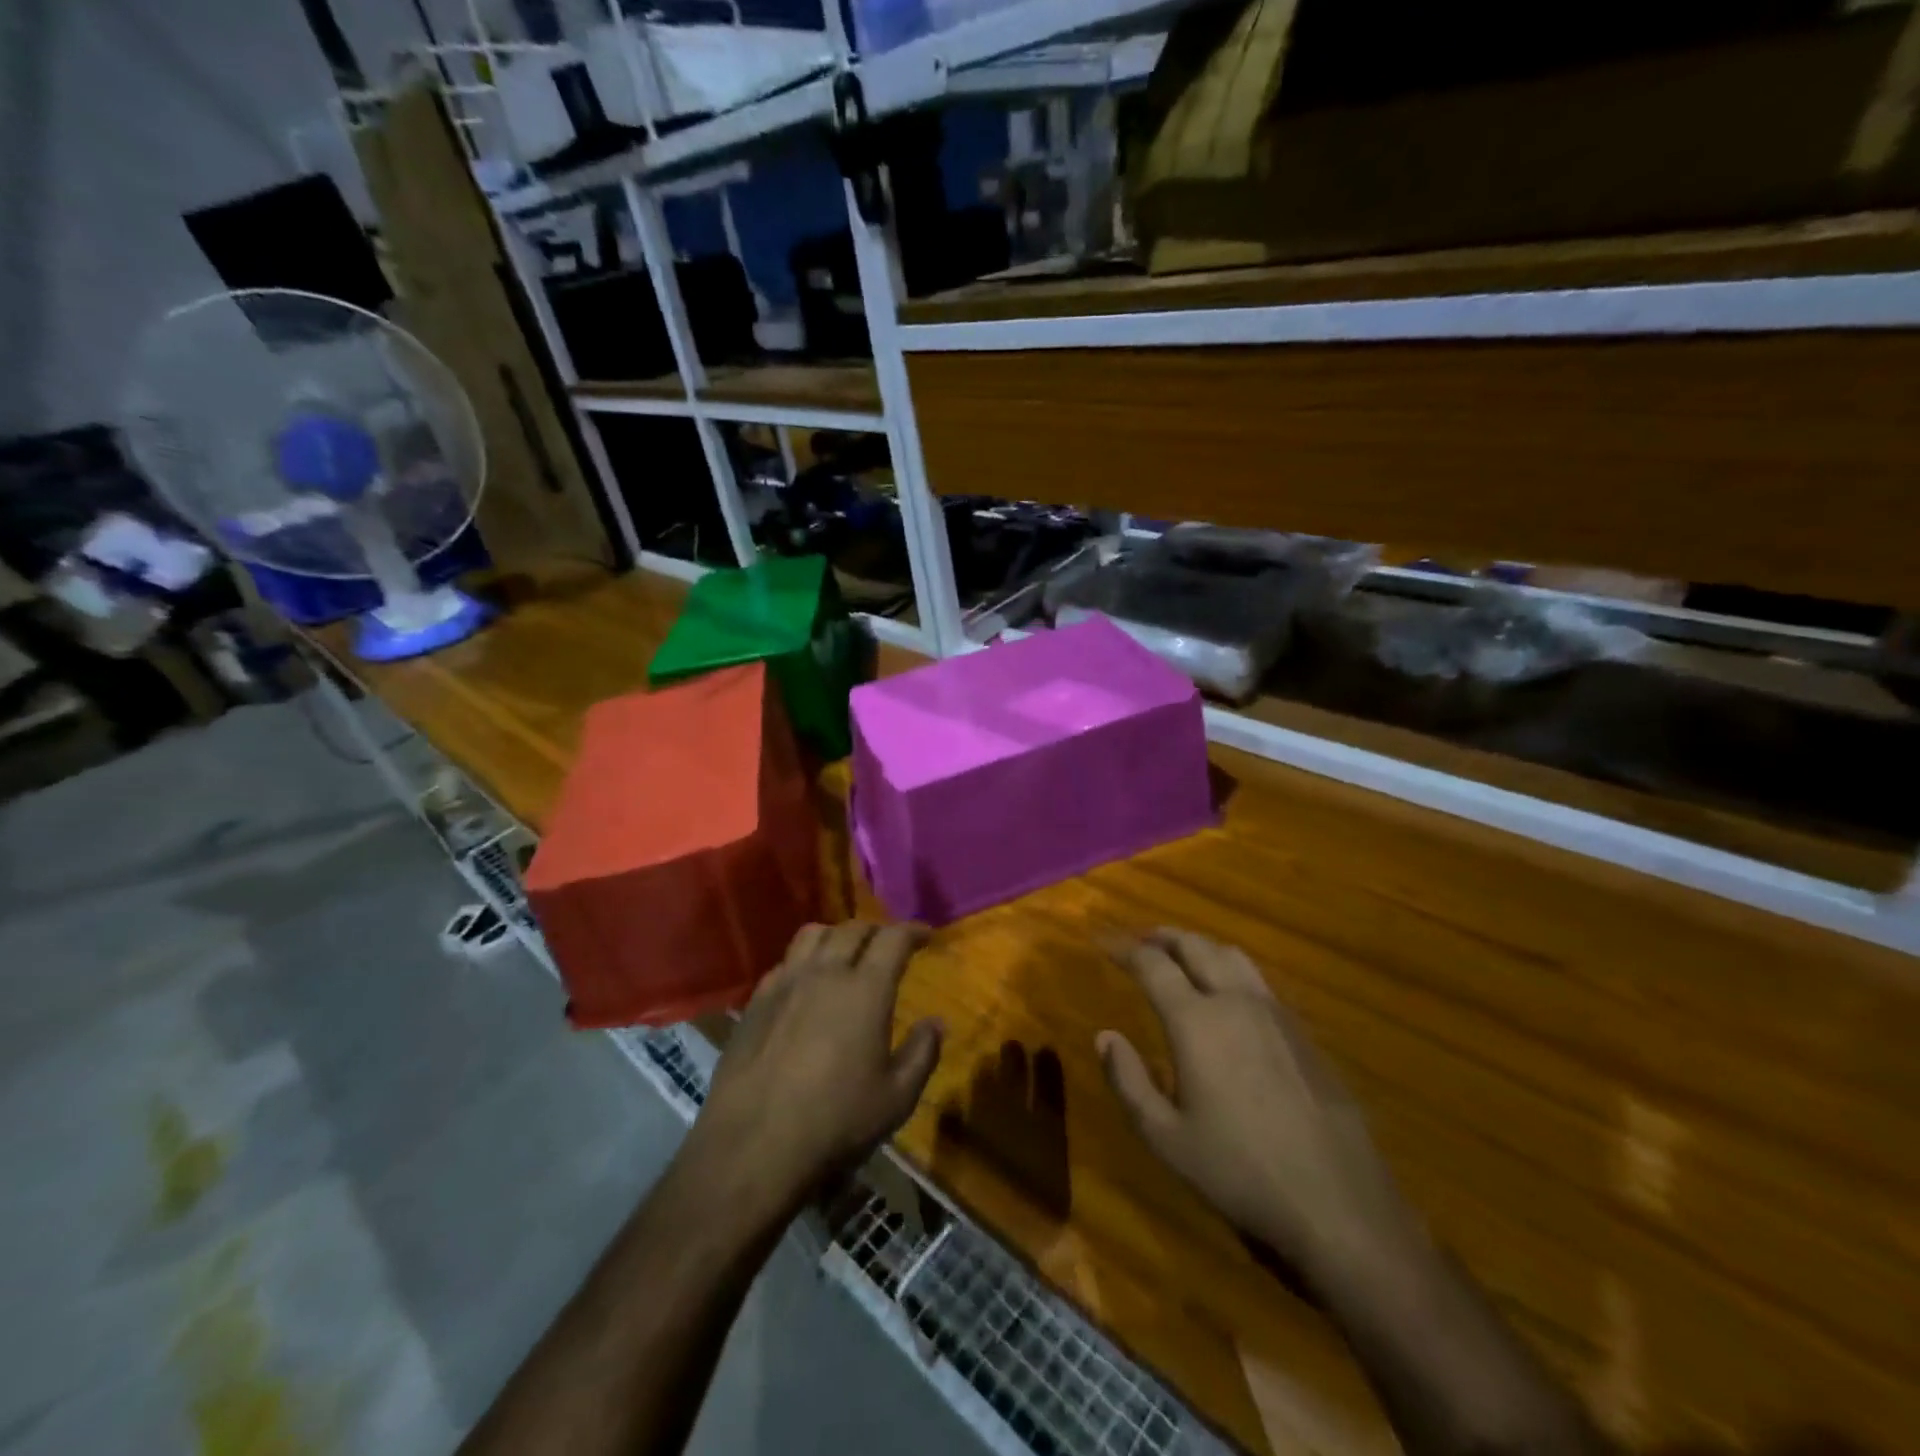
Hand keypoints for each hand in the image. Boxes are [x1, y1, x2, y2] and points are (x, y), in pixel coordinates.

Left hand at [689, 921, 943, 1214]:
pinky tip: (806, 984)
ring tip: (846, 952)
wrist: (752, 1146)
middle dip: (877, 930)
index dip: (914, 930)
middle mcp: (825, 973)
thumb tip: (936, 1022)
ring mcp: (785, 983)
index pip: (893, 938)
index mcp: (866, 990)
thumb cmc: (835, 1122)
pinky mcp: (755, 1002)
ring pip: (813, 934)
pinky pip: (785, 962)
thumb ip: (922, 1053)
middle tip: (889, 944)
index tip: (927, 935)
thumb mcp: (897, 1098)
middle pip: (853, 929)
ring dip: (837, 935)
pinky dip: (804, 961)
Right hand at [1097, 930, 1418, 1286]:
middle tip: (1139, 942)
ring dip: (1199, 946)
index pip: (1153, 965)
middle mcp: (1235, 1002)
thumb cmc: (1240, 1172)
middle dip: (1163, 937)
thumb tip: (1105, 1037)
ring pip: (1232, 956)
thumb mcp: (1166, 1138)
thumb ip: (1128, 1081)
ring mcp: (1276, 1014)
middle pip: (1196, 946)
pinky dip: (1230, 970)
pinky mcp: (1304, 1033)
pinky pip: (1258, 981)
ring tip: (1181, 957)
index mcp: (1196, 1021)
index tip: (1103, 943)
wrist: (1338, 1204)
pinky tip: (1227, 998)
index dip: (1124, 949)